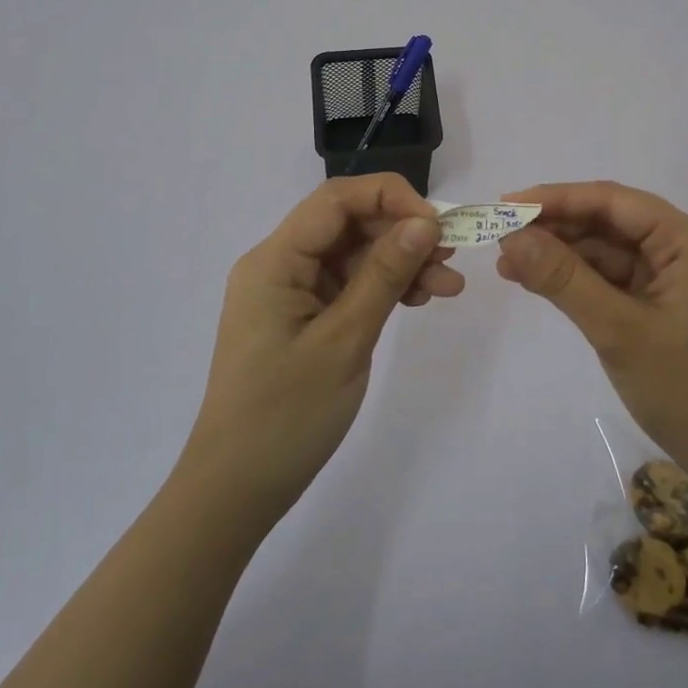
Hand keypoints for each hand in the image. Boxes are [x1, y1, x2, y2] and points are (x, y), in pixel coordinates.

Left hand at [181, 174, 464, 528]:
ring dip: (400, 263)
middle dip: (402, 233)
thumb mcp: (345, 340)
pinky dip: (384, 289)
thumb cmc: (286, 415)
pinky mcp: (302, 317)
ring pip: (353, 256)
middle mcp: (279, 264)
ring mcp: (290, 292)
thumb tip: (425, 223)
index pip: (336, 199)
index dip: (390, 198)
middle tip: (451, 259)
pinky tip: (419, 300)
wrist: (236, 490)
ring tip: (448, 288)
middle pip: (347, 225)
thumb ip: (384, 275)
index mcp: (275, 260)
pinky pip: (348, 286)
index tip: (436, 225)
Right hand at [496, 180, 687, 496]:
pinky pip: (611, 277)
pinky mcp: (661, 302)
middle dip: (554, 227)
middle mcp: (682, 247)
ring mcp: (672, 275)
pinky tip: (536, 281)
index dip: (556, 198)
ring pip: (605, 249)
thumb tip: (511, 236)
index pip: (612, 201)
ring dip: (559, 254)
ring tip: (507, 263)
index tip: (506, 204)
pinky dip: (575, 279)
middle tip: (499, 236)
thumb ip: (564, 279)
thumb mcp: (618, 331)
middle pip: (608, 221)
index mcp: (687, 240)